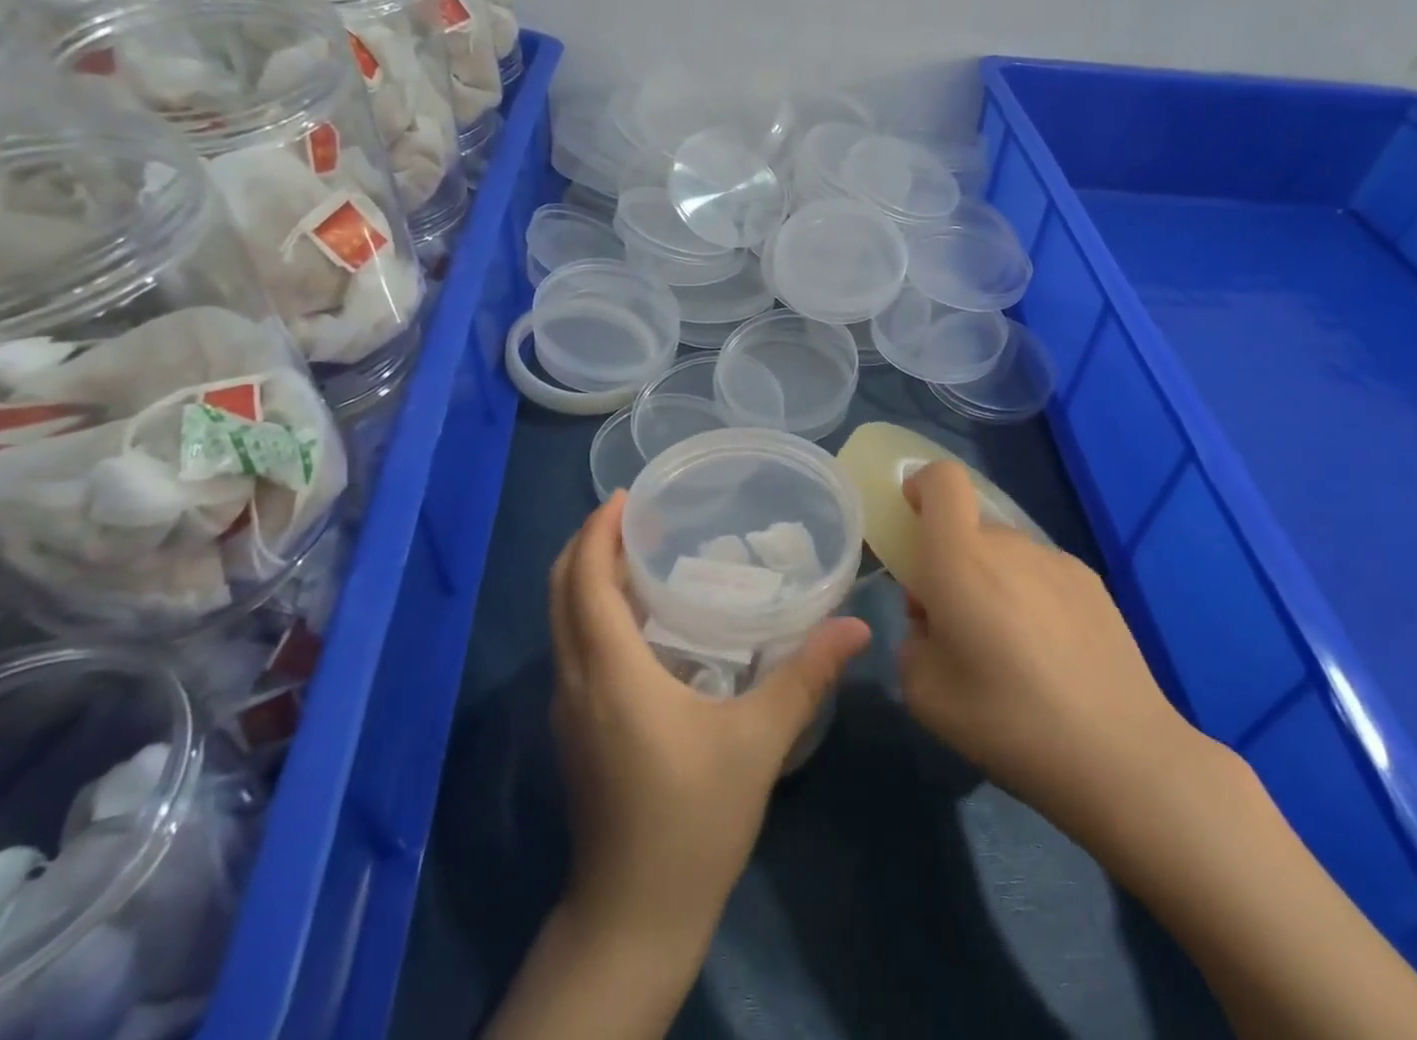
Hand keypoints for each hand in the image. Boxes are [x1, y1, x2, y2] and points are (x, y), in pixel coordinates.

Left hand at [548, 491, 872, 951]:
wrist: (633, 918)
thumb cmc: (693, 821)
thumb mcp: (759, 742)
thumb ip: (806, 676)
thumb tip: (855, 625)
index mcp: (611, 673)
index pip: (584, 581)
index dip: (597, 532)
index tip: (625, 497)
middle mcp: (576, 681)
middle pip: (561, 593)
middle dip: (587, 545)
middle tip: (634, 515)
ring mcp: (568, 710)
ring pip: (561, 621)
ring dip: (586, 578)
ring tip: (637, 554)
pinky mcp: (574, 732)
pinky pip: (571, 647)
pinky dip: (590, 612)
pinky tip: (637, 620)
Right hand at [896, 461, 1216, 856]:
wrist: (1121, 756)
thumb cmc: (1008, 721)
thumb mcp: (924, 692)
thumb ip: (913, 640)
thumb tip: (932, 623)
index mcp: (960, 558)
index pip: (942, 479)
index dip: (921, 485)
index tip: (912, 522)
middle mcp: (1009, 544)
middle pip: (969, 527)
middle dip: (951, 561)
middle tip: (955, 625)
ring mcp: (1057, 561)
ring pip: (1006, 554)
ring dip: (992, 582)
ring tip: (1008, 650)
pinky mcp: (1092, 584)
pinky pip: (1041, 574)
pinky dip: (1030, 597)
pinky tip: (1050, 656)